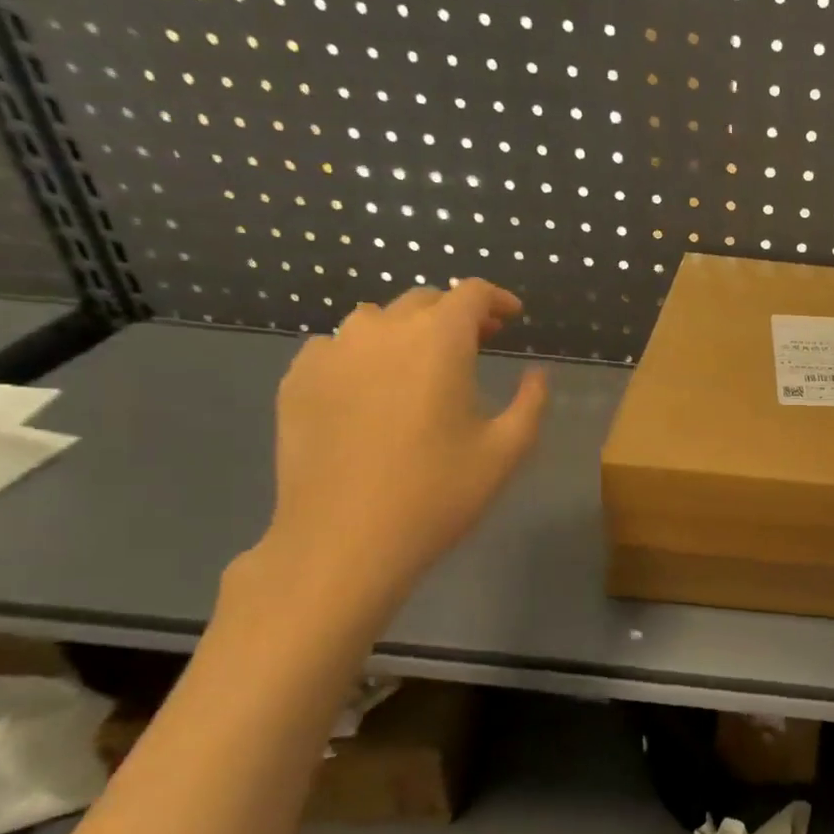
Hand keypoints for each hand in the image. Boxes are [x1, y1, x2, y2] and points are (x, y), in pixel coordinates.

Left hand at [263, 282, 547, 596]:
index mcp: (438, 341)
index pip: (471, 293)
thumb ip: (531, 403)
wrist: (343, 540)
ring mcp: (331, 352)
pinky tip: (371, 389)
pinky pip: (336, 347)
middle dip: (456, 315)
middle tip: (477, 343)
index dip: (497, 299)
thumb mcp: (506, 452)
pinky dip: (363, 354)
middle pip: (424, 301)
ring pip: (375, 320)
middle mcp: (382, 331)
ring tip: (420, 364)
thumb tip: (537, 374)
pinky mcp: (297, 379)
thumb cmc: (437, 494)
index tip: (512, 317)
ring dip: (407, 331)